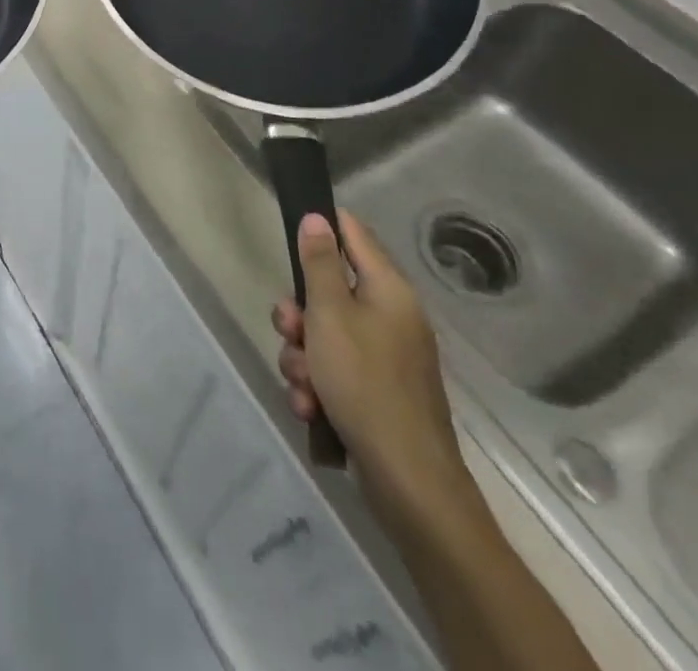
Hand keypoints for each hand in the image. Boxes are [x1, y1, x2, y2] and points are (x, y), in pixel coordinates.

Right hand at [272, 212, 465, 523]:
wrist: (407, 481)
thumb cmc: (365, 383)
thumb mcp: (329, 314)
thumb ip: (319, 263)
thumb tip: (318, 217)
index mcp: (388, 290)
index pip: (354, 234)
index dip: (322, 227)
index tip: (291, 230)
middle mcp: (390, 317)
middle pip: (328, 292)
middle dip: (299, 315)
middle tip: (290, 330)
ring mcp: (385, 358)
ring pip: (323, 336)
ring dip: (302, 358)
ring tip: (304, 386)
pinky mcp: (376, 392)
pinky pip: (333, 372)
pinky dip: (317, 387)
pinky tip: (311, 408)